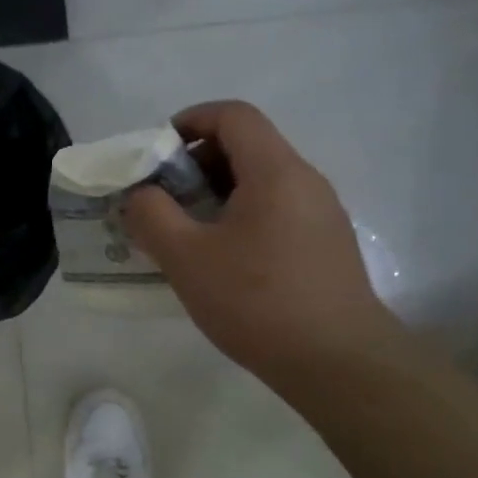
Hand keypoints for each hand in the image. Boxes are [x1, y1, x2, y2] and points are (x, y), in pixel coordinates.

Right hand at [123, 101, 399, 381]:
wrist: (337, 362)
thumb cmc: (256, 301)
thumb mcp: (186, 257)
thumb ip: (151, 215)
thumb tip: (140, 195)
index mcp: (275, 171)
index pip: (233, 115)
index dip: (189, 121)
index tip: (156, 154)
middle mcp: (305, 181)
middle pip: (246, 146)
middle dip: (195, 164)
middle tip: (162, 201)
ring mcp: (321, 214)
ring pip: (260, 182)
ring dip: (215, 194)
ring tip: (184, 234)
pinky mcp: (326, 245)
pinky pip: (275, 211)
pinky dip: (239, 218)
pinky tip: (219, 261)